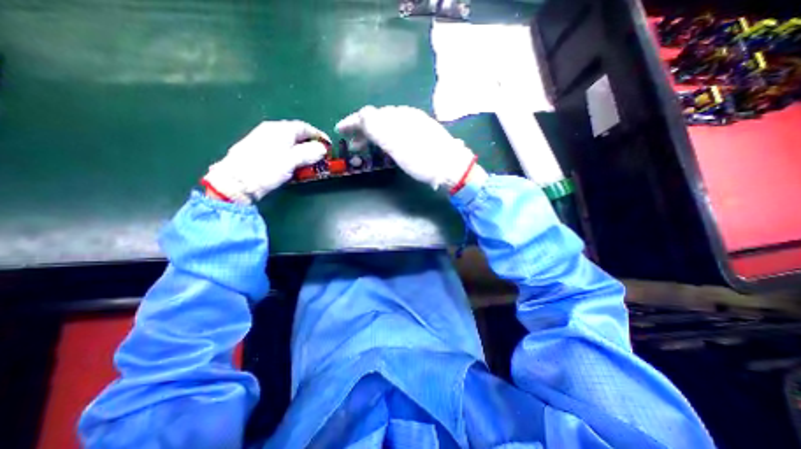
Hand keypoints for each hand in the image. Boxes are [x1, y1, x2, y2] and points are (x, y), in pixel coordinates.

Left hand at [205, 120, 327, 201]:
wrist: (236, 181)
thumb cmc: (266, 169)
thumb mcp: (291, 161)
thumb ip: (309, 153)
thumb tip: (323, 148)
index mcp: (280, 129)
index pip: (305, 127)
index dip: (319, 136)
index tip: (329, 146)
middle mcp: (271, 130)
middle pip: (296, 133)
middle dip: (311, 143)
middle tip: (320, 155)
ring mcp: (263, 139)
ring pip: (288, 141)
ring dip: (301, 149)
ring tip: (309, 161)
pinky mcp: (258, 149)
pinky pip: (280, 147)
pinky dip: (291, 153)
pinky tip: (292, 163)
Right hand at [336, 104, 478, 189]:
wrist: (452, 167)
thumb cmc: (423, 160)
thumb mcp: (397, 145)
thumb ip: (378, 128)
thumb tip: (362, 114)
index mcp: (399, 117)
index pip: (369, 115)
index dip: (352, 122)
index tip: (339, 130)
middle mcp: (406, 116)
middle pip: (378, 119)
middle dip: (361, 130)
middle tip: (352, 145)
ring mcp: (415, 123)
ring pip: (387, 125)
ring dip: (373, 134)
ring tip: (366, 147)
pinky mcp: (421, 133)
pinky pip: (397, 131)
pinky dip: (385, 137)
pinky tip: (385, 145)